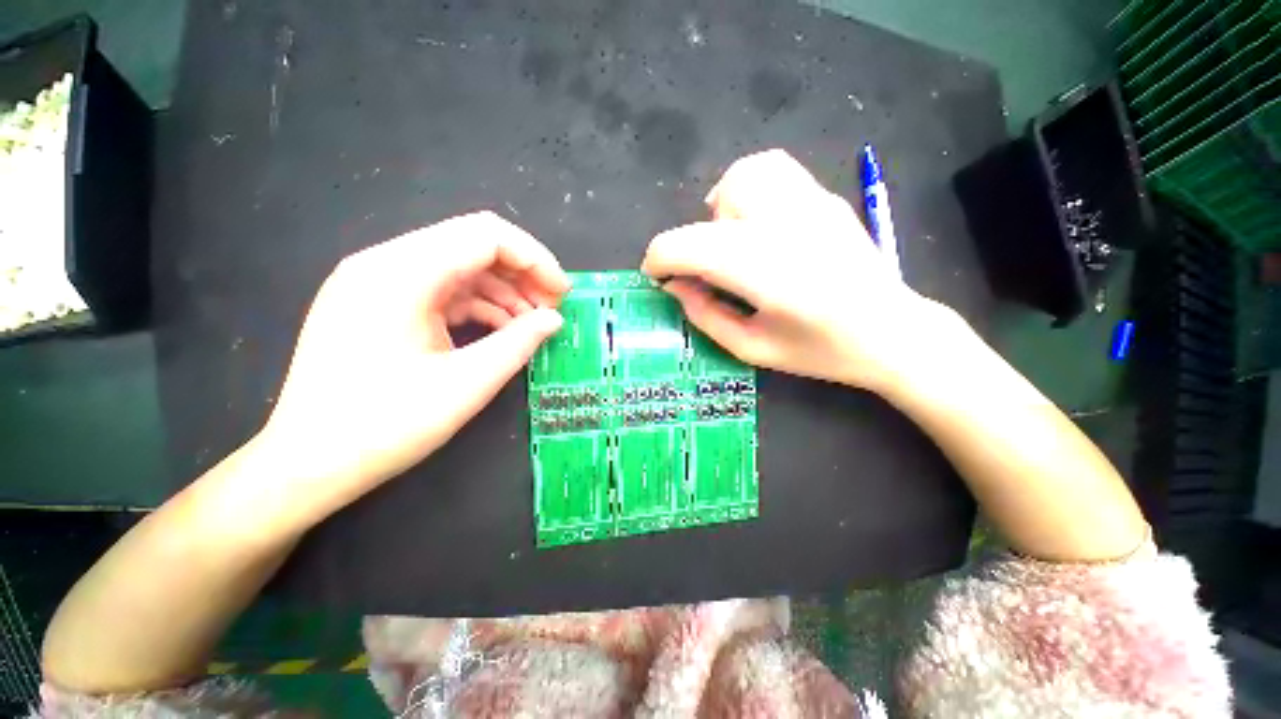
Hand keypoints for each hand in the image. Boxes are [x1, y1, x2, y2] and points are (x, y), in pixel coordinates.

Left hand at [258, 212, 569, 515]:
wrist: (307, 465)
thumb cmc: (384, 427)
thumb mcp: (467, 384)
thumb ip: (519, 343)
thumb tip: (554, 320)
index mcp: (400, 274)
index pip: (486, 236)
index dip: (535, 260)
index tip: (563, 294)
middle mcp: (385, 263)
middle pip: (473, 244)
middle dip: (522, 274)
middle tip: (552, 310)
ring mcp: (378, 282)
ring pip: (460, 266)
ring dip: (503, 291)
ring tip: (532, 325)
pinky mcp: (379, 303)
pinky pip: (442, 289)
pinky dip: (479, 305)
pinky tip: (501, 331)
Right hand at [641, 149, 941, 390]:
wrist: (894, 332)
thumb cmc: (822, 352)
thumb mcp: (752, 349)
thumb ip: (706, 316)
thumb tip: (676, 286)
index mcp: (766, 273)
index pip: (689, 246)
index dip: (660, 259)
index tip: (657, 278)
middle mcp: (785, 227)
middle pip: (713, 208)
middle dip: (687, 243)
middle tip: (701, 272)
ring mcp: (810, 204)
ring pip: (742, 176)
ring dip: (719, 208)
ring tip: (727, 238)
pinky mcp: (824, 196)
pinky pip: (772, 170)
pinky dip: (747, 188)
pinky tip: (755, 220)